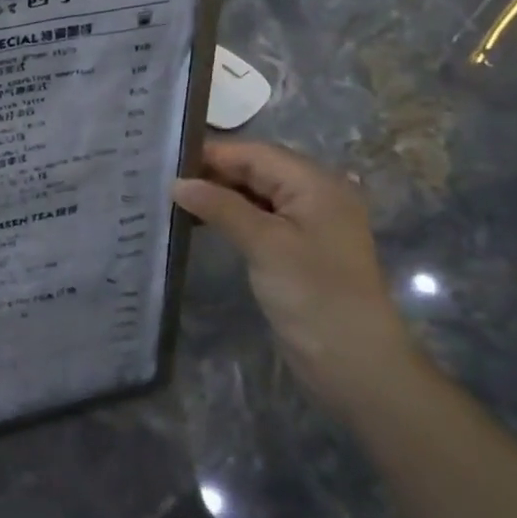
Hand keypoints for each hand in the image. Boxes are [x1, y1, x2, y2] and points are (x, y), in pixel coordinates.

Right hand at [172, 141, 420, 417]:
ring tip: (171, 198)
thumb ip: (220, 206)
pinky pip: (256, 219)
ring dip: (217, 196)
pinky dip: (228, 217)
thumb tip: (177, 182)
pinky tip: (197, 222)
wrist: (355, 364)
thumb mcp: (265, 244)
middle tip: (160, 177)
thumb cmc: (314, 294)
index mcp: (316, 183)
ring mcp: (305, 224)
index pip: (255, 153)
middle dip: (211, 173)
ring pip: (252, 195)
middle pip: (254, 170)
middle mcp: (313, 195)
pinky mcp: (295, 249)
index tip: (165, 159)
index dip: (211, 154)